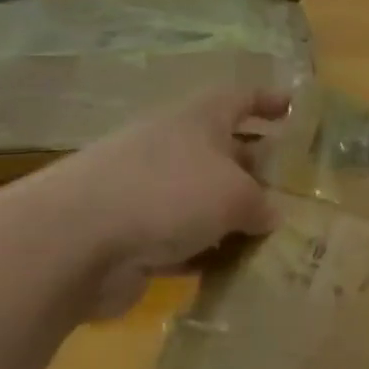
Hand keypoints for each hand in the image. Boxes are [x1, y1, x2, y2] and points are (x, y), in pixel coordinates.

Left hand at [18, 88, 289, 317]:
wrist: (72, 242)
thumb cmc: (168, 194)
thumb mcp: (235, 195)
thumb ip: (261, 203)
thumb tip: (270, 215)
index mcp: (198, 120)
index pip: (240, 98)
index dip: (268, 101)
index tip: (295, 109)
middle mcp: (172, 147)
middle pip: (224, 150)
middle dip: (258, 168)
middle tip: (294, 187)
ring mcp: (147, 191)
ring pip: (203, 199)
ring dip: (233, 216)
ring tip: (272, 235)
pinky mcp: (131, 233)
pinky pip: (180, 239)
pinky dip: (204, 251)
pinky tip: (231, 270)